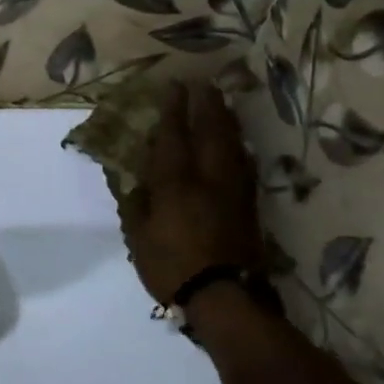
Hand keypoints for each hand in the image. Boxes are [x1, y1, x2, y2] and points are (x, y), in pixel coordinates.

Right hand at [118, 82, 266, 305]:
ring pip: (232, 144)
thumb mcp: (138, 238)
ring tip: (222, 104)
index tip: (174, 85)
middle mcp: (208, 178)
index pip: (174, 135)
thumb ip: (135, 205)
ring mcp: (233, 191)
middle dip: (207, 105)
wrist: (225, 299)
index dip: (174, 108)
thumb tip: (134, 183)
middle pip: (211, 131)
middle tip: (203, 83)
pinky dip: (238, 147)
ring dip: (227, 120)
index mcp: (175, 182)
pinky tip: (238, 143)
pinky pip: (244, 165)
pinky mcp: (249, 207)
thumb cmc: (173, 267)